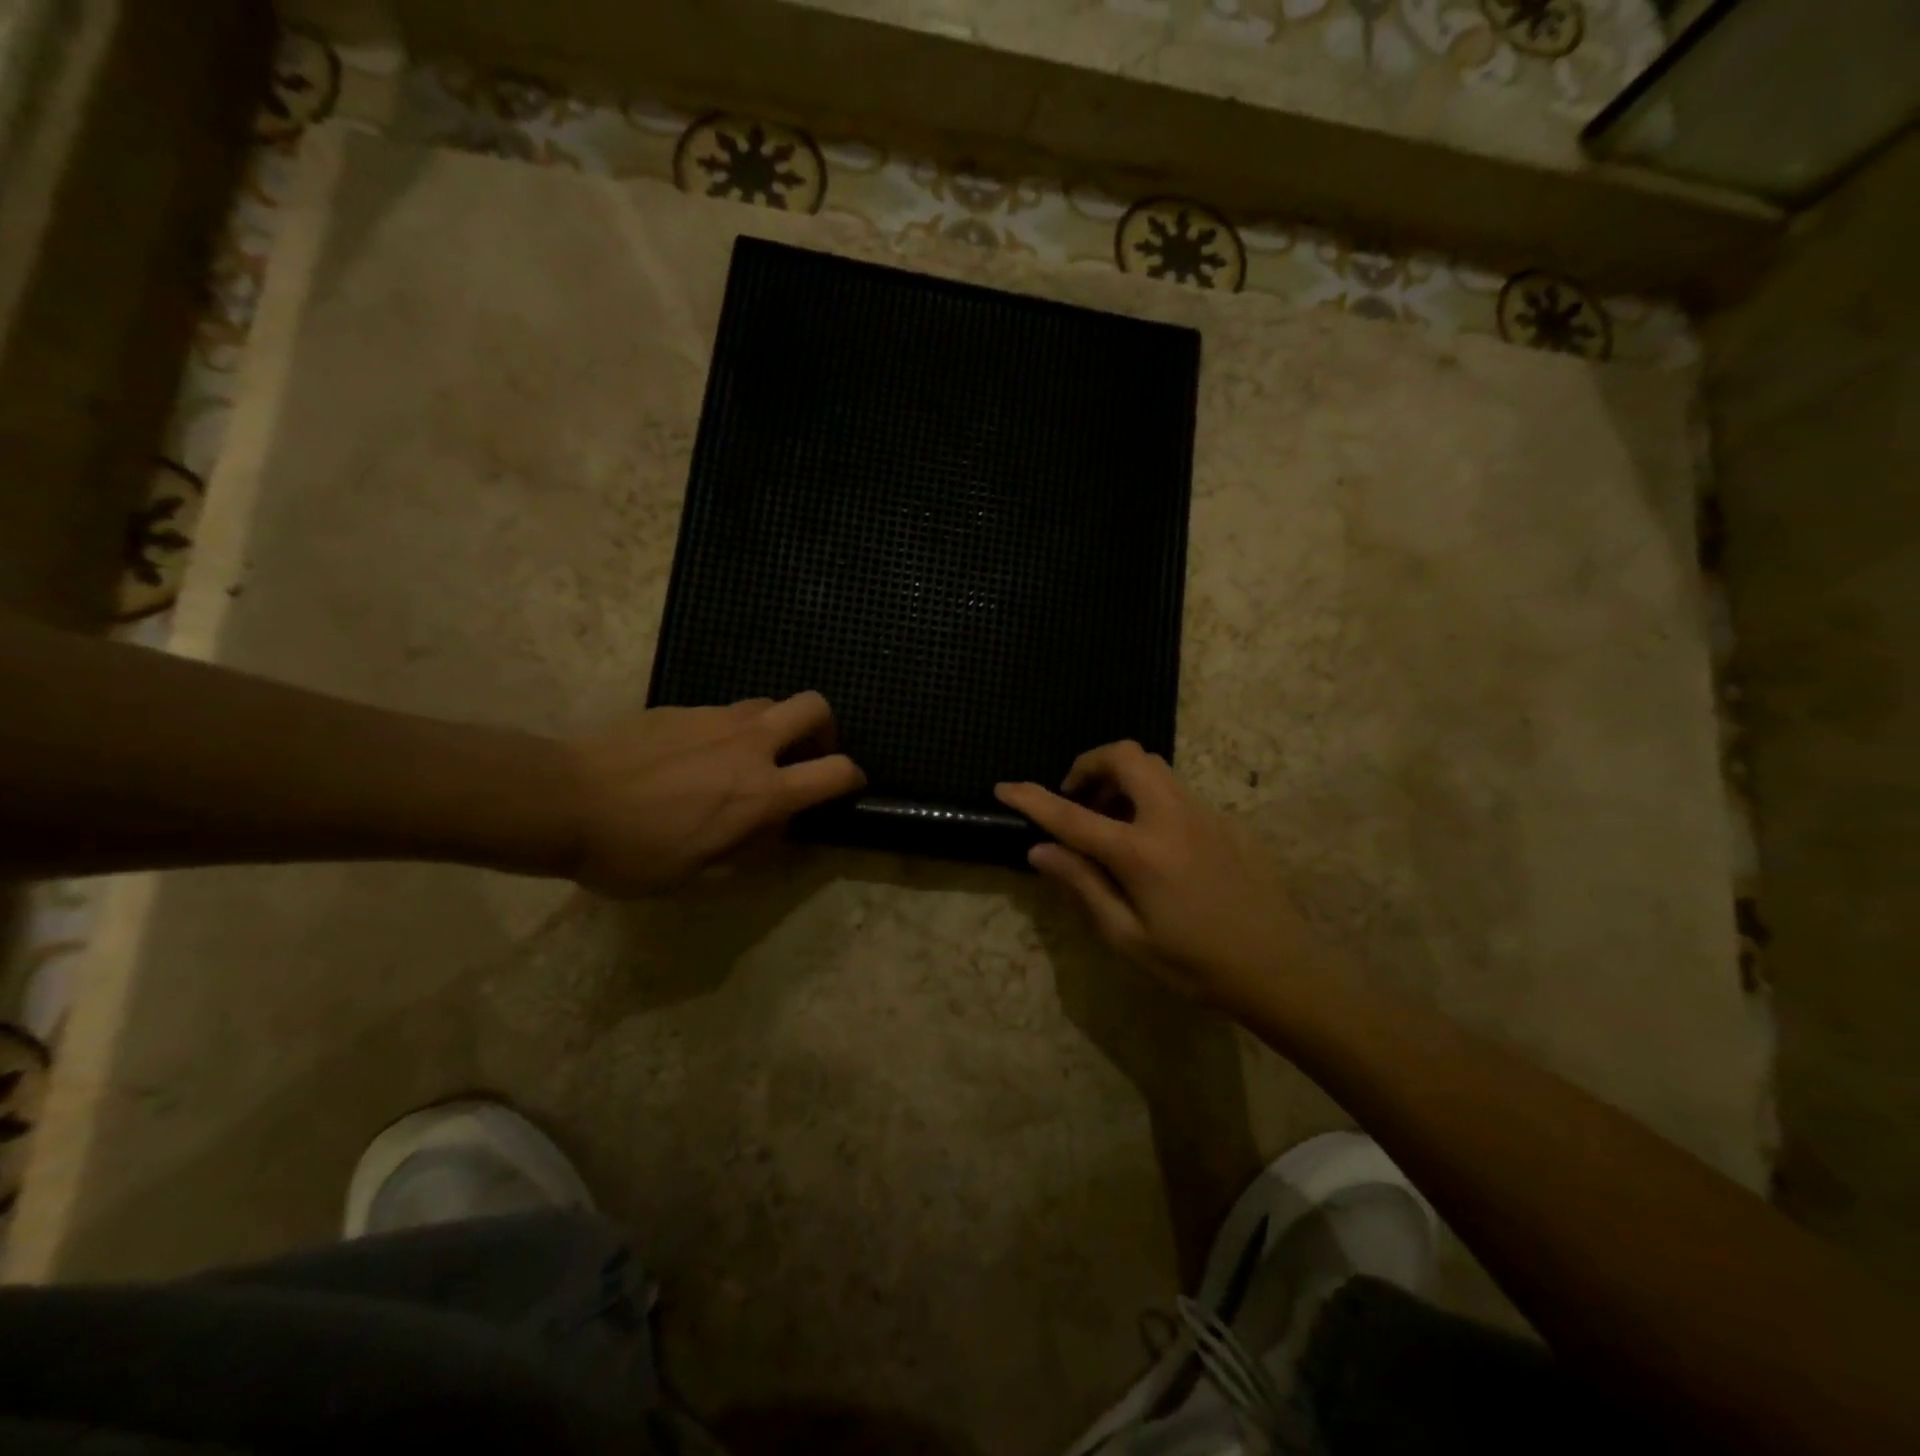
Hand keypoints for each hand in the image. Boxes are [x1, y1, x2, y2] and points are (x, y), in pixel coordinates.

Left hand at [566, 692, 863, 895]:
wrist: (563, 801)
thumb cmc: (633, 852)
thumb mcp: (698, 876)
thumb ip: (749, 851)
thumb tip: (775, 830)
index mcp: (762, 792)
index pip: (836, 771)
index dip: (852, 778)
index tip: (845, 788)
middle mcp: (750, 744)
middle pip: (814, 707)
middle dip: (825, 728)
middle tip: (804, 757)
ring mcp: (714, 719)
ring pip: (768, 705)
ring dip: (774, 729)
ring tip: (746, 760)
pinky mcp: (680, 708)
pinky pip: (723, 712)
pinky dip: (728, 731)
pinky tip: (694, 759)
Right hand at [996, 742, 1326, 1012]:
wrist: (1281, 969)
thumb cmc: (1195, 964)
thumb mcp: (1127, 936)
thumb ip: (1082, 884)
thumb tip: (1040, 850)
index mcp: (1140, 851)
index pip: (1071, 814)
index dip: (1032, 798)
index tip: (1004, 787)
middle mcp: (1171, 817)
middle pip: (1125, 756)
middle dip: (1089, 764)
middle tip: (1076, 800)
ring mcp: (1204, 813)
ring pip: (1155, 767)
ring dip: (1121, 779)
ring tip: (1111, 823)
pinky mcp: (1227, 821)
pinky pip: (1178, 793)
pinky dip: (1151, 801)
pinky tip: (1156, 847)